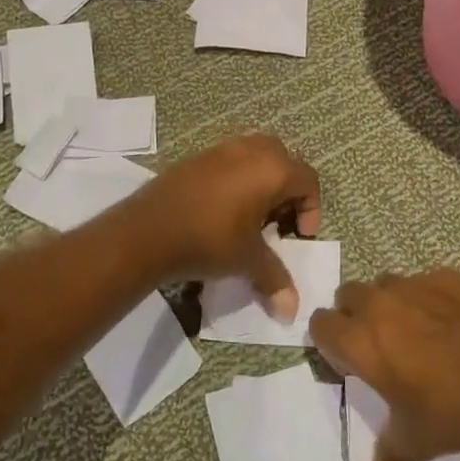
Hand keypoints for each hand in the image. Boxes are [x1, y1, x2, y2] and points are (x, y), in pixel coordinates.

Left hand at [126, 134, 320, 320]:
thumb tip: (291, 311)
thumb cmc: (209, 239)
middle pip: (285, 161)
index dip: (312, 209)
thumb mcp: (247, 260)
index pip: (309, 180)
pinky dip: (238, 179)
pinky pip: (231, 160)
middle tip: (277, 222)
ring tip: (251, 215)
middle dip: (288, 191)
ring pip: (257, 156)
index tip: (297, 236)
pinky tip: (223, 209)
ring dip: (263, 182)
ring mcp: (222, 149)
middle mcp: (251, 149)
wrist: (148, 230)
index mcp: (273, 168)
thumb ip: (275, 279)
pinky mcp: (198, 156)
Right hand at [310, 269, 459, 460]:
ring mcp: (414, 284)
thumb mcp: (418, 440)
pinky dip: (429, 299)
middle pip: (348, 295)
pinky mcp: (447, 277)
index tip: (347, 362)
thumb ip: (391, 454)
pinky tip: (451, 323)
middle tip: (378, 346)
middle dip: (355, 315)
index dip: (329, 342)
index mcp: (360, 340)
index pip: (320, 325)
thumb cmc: (453, 407)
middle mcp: (379, 304)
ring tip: (414, 332)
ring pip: (386, 284)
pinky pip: (426, 283)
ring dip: (389, 303)